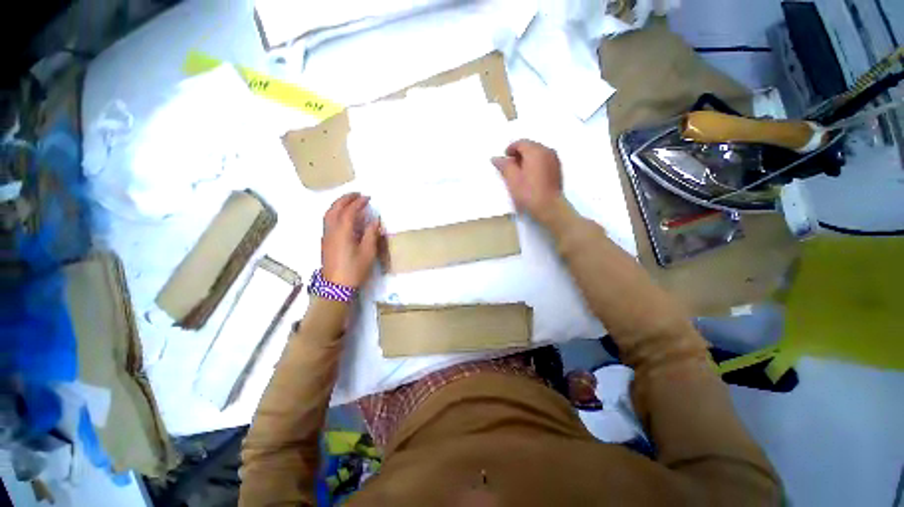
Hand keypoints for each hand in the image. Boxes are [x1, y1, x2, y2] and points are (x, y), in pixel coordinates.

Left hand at [321, 193, 380, 288]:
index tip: (368, 198)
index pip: (350, 211)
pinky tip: (343, 215)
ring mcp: (326, 235)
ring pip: (328, 213)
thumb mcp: (368, 252)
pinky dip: (335, 211)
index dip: (359, 202)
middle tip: (358, 194)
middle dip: (346, 198)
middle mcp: (331, 230)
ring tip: (349, 201)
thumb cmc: (354, 269)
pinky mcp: (325, 241)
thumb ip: (371, 234)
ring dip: (338, 204)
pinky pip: (328, 220)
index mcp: (343, 232)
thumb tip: (374, 220)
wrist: (336, 286)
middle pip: (335, 208)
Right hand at [492, 140, 563, 222]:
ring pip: (538, 153)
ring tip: (520, 173)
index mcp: (535, 151)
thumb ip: (504, 166)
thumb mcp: (512, 180)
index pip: (520, 143)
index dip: (510, 149)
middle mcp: (547, 151)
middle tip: (510, 167)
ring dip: (527, 159)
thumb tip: (496, 158)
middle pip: (530, 146)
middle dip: (519, 154)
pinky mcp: (557, 169)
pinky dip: (535, 164)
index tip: (504, 160)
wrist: (549, 207)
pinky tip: (530, 177)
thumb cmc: (528, 193)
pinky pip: (544, 160)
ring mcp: (554, 160)